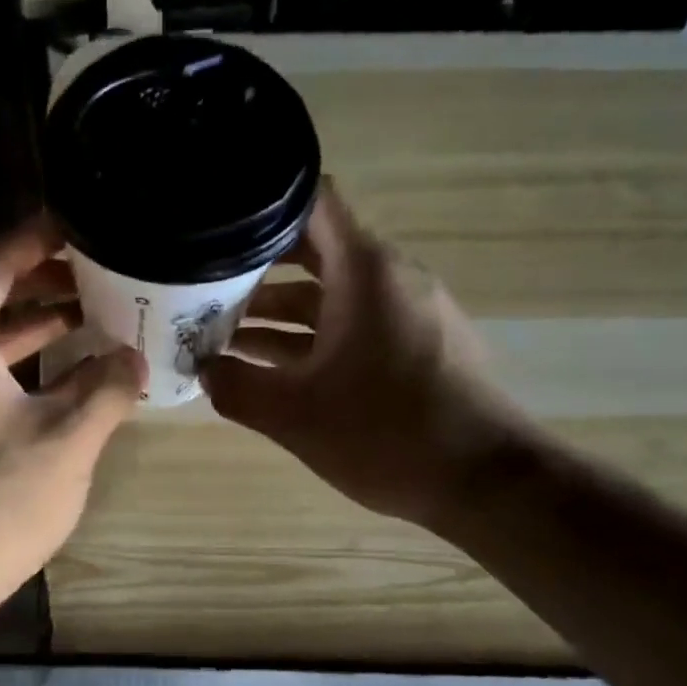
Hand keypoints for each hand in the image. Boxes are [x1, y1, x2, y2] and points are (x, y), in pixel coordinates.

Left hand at [0, 216, 145, 622]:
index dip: (37, 238)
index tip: (80, 221)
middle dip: (43, 282)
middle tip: (99, 271)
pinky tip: (64, 381)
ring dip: (35, 329)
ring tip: (92, 318)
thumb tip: (134, 356)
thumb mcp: (66, 437)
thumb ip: (106, 387)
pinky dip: (21, 369)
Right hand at [201, 182, 529, 529]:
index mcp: (365, 272)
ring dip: (278, 311)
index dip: (262, 206)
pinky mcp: (415, 345)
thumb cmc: (386, 435)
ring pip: (331, 294)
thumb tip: (203, 370)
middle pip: (314, 250)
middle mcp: (389, 278)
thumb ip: (236, 387)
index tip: (217, 225)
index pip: (312, 202)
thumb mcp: (293, 415)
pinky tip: (269, 367)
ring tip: (222, 333)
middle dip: (256, 267)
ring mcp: (406, 312)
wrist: (484, 482)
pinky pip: (353, 324)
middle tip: (202, 284)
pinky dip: (311, 337)